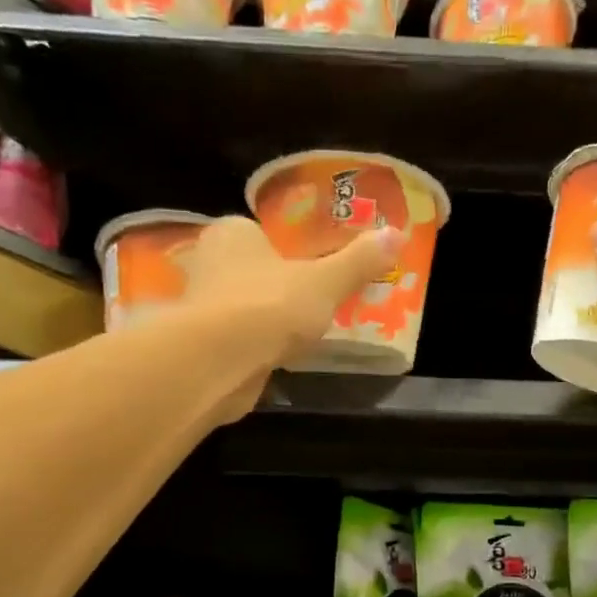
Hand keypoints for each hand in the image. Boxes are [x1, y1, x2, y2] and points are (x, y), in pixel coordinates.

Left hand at [174, 215, 401, 418]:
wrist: (219, 362)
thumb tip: (396, 234)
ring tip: (302, 333)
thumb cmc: (270, 306)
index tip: (314, 268)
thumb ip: (358, 261)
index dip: (287, 250)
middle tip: (314, 301)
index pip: (260, 233)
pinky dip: (255, 347)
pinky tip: (278, 357)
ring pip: (242, 307)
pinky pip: (237, 340)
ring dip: (265, 320)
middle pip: (251, 271)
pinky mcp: (201, 346)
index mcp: (232, 233)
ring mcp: (201, 307)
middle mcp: (208, 263)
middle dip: (276, 286)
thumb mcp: (325, 281)